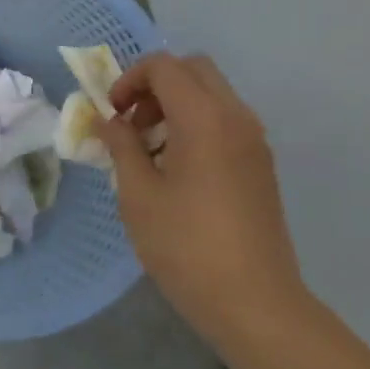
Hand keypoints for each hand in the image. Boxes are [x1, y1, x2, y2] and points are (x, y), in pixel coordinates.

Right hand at [96, 52, 307, 347]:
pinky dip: (197, 123)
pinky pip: (226, 120)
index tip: (113, 114)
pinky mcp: (261, 163)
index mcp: (204, 117)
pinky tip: (178, 169)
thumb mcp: (139, 195)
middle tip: (132, 122)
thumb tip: (109, 121)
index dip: (130, 79)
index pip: (164, 66)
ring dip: (177, 104)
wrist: (255, 302)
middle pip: (194, 69)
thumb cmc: (187, 247)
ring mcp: (254, 140)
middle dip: (156, 84)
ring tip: (150, 149)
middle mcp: (236, 116)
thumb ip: (121, 147)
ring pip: (213, 94)